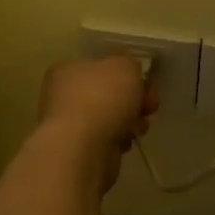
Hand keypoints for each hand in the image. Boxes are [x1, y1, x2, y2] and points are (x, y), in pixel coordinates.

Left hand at [37, 55, 157, 190]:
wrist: (84, 148)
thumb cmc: (102, 98)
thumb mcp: (125, 66)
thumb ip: (130, 64)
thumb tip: (130, 74)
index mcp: (67, 70)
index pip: (100, 66)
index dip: (126, 73)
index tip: (146, 83)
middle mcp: (63, 95)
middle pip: (108, 93)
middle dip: (134, 99)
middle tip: (150, 105)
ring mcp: (71, 124)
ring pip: (110, 117)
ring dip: (130, 120)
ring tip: (141, 126)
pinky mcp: (80, 149)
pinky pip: (107, 138)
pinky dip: (120, 139)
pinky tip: (127, 141)